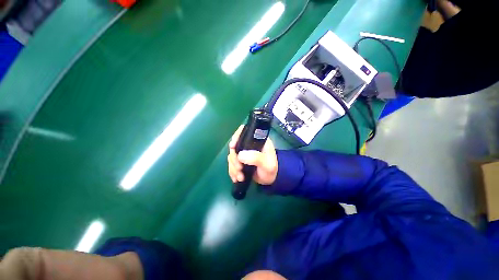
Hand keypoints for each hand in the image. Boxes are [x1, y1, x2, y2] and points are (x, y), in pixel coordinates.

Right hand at [227, 125, 277, 184]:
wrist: (269, 179)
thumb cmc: (271, 169)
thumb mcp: (267, 164)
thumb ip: (256, 158)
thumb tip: (240, 155)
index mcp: (257, 140)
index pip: (245, 131)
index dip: (237, 136)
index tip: (233, 146)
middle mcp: (249, 144)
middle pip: (235, 145)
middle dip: (234, 159)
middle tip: (239, 169)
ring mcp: (243, 152)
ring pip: (232, 156)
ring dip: (233, 167)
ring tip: (240, 177)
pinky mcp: (240, 161)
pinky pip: (231, 164)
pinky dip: (232, 171)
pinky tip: (237, 178)